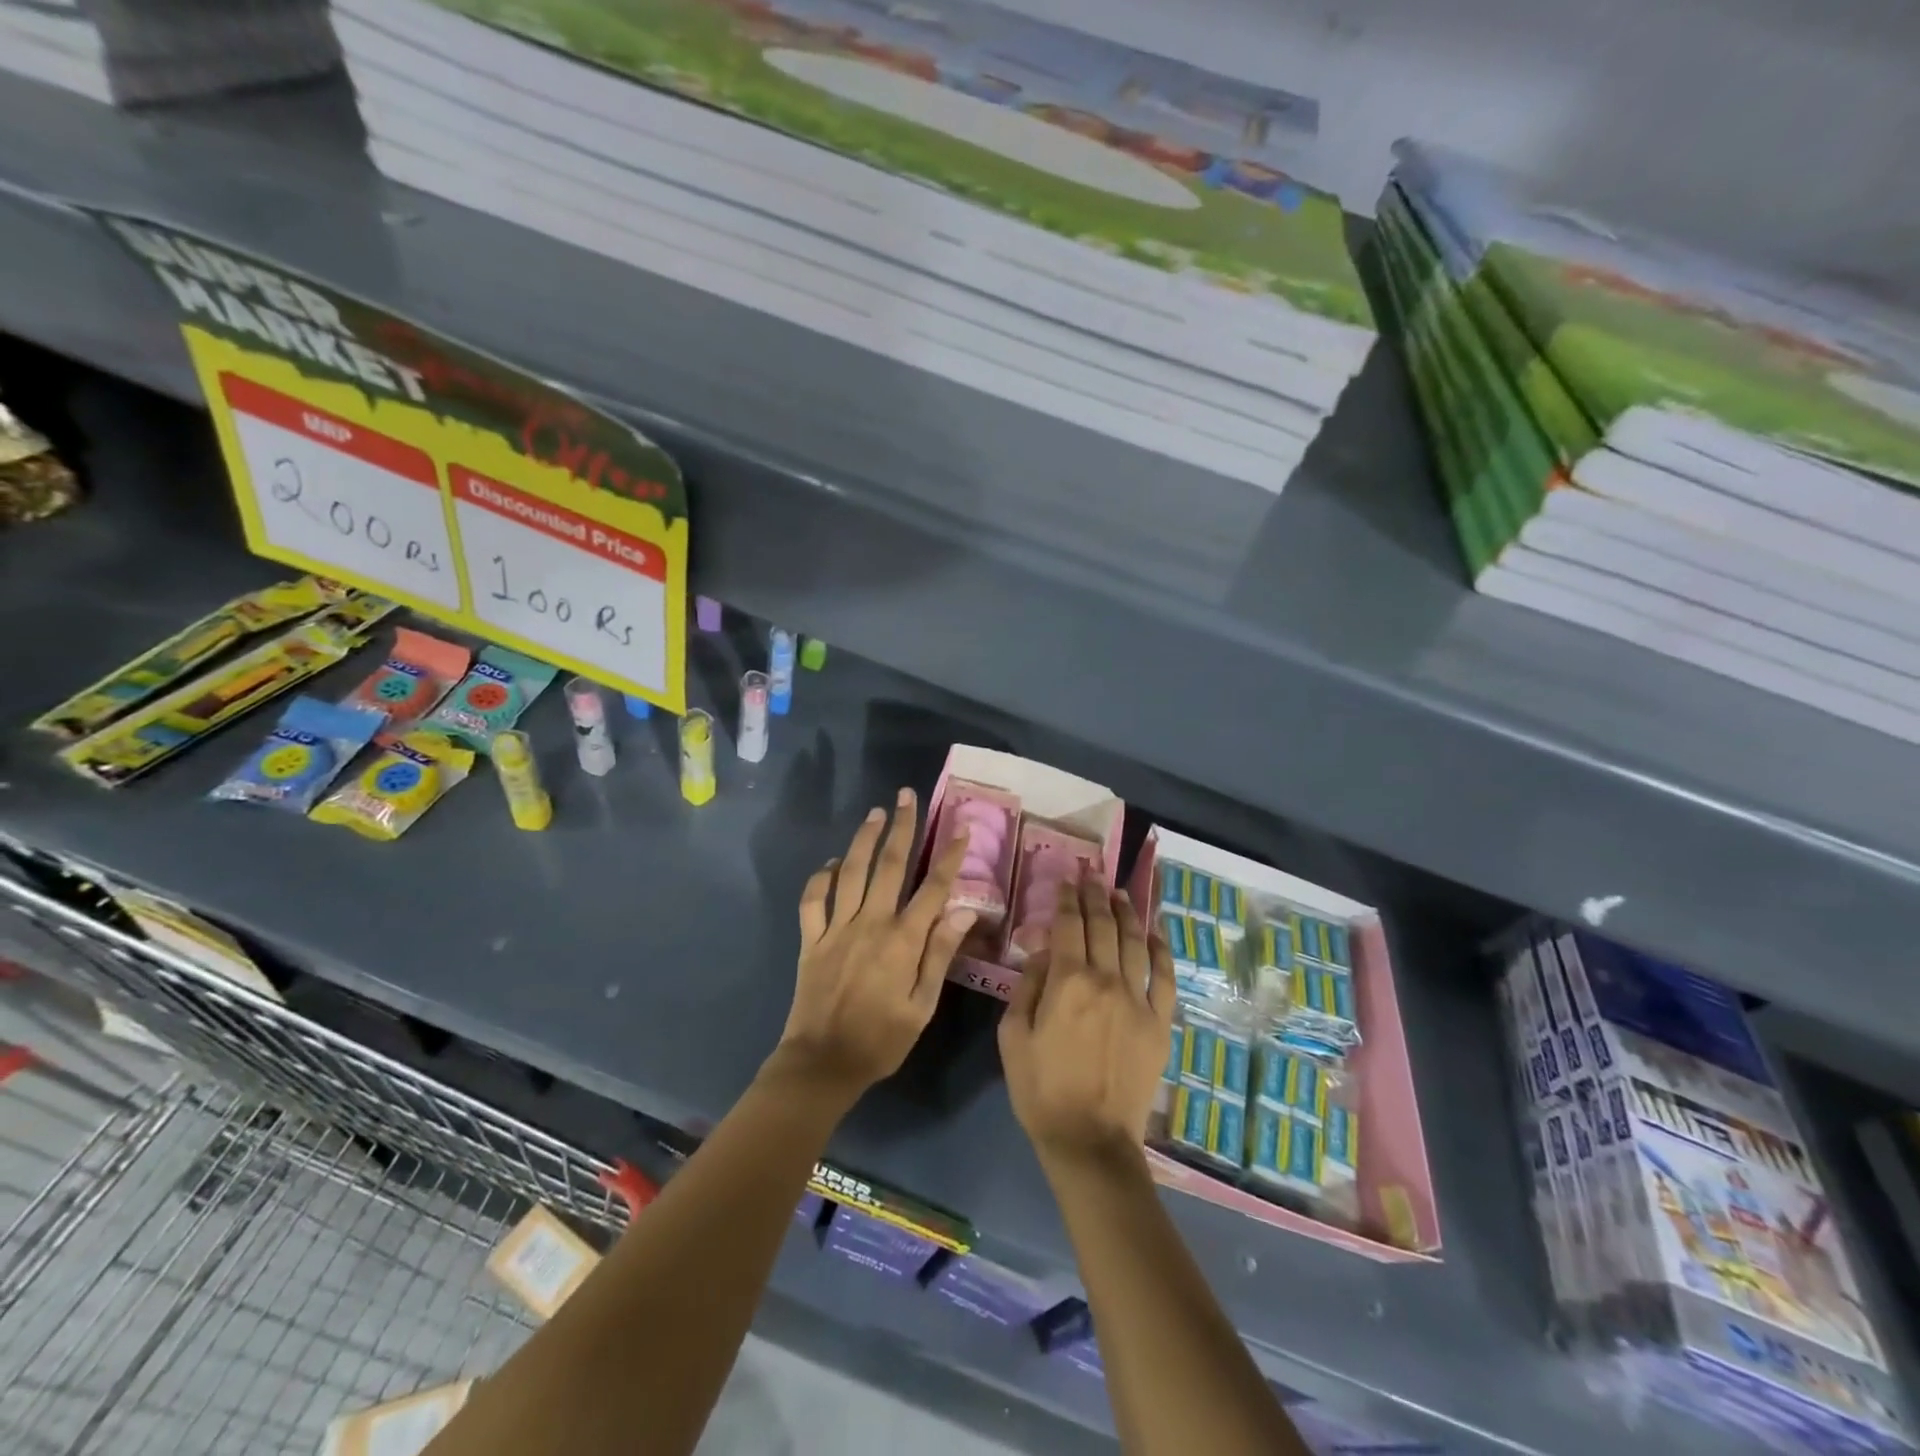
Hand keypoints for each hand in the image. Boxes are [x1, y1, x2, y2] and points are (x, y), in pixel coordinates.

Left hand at [773, 788, 974, 1097]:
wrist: (822, 1063)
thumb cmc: (881, 1040)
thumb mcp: (922, 1006)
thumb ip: (940, 955)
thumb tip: (964, 912)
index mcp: (902, 941)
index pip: (933, 889)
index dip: (949, 857)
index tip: (961, 828)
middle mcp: (870, 923)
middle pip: (890, 865)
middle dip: (903, 828)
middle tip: (908, 796)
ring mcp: (837, 928)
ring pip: (851, 872)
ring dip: (864, 839)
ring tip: (875, 812)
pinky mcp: (812, 939)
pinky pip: (813, 899)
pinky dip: (821, 877)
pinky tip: (831, 863)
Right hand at [999, 874, 1175, 1168]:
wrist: (1090, 1140)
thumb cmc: (1041, 1089)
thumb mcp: (1012, 1036)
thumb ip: (1028, 987)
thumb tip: (1044, 954)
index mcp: (1067, 982)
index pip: (1067, 926)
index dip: (1066, 899)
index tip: (1066, 880)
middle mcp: (1106, 980)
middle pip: (1103, 926)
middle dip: (1095, 895)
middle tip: (1092, 874)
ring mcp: (1138, 1000)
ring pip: (1135, 942)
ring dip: (1127, 913)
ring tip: (1120, 892)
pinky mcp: (1159, 1022)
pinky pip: (1165, 977)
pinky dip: (1161, 950)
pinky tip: (1155, 932)